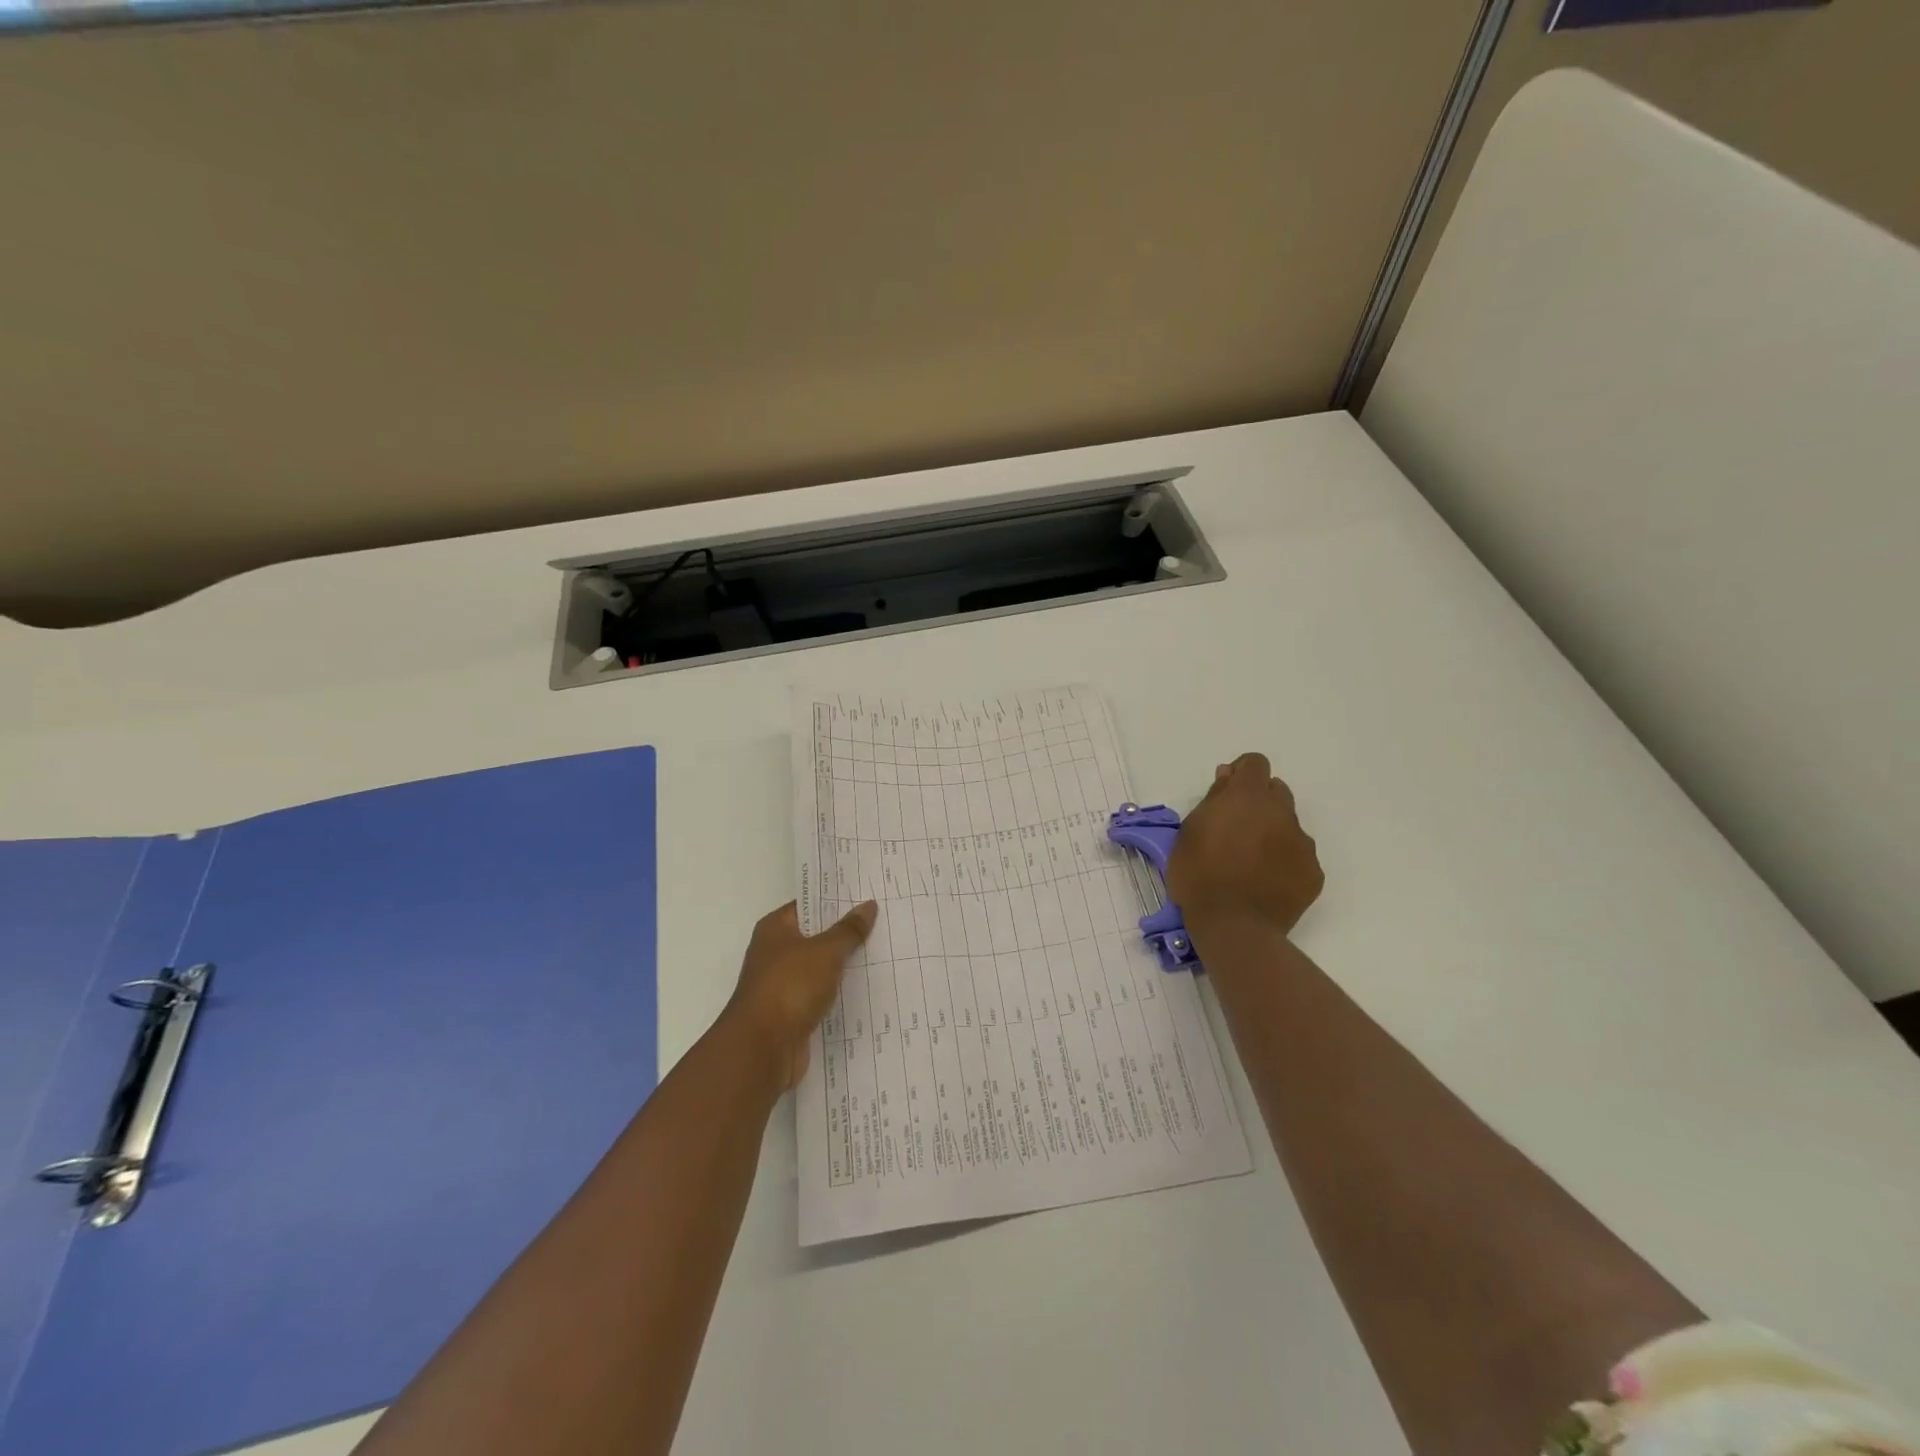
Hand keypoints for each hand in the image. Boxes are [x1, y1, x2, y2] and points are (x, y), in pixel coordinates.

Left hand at [724, 900, 876, 1090]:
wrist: (762, 1048)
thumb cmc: (790, 986)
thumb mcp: (825, 952)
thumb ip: (848, 930)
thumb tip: (868, 905)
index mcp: (775, 929)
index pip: (808, 905)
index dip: (835, 901)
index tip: (866, 895)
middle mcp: (774, 953)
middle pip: (815, 936)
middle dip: (845, 932)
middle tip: (882, 922)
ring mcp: (782, 985)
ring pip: (820, 968)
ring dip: (844, 965)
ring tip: (883, 953)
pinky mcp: (792, 1013)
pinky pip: (821, 995)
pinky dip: (839, 992)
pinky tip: (867, 988)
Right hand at [1167, 752, 1323, 937]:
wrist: (1234, 927)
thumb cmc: (1199, 875)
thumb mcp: (1189, 831)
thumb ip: (1213, 799)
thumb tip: (1229, 778)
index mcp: (1248, 797)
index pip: (1255, 763)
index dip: (1241, 773)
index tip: (1226, 793)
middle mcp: (1281, 812)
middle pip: (1276, 791)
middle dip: (1258, 802)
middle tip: (1236, 829)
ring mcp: (1302, 843)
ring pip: (1288, 824)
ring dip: (1271, 832)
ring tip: (1250, 862)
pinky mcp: (1313, 872)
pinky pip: (1298, 856)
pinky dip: (1283, 862)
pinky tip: (1265, 882)